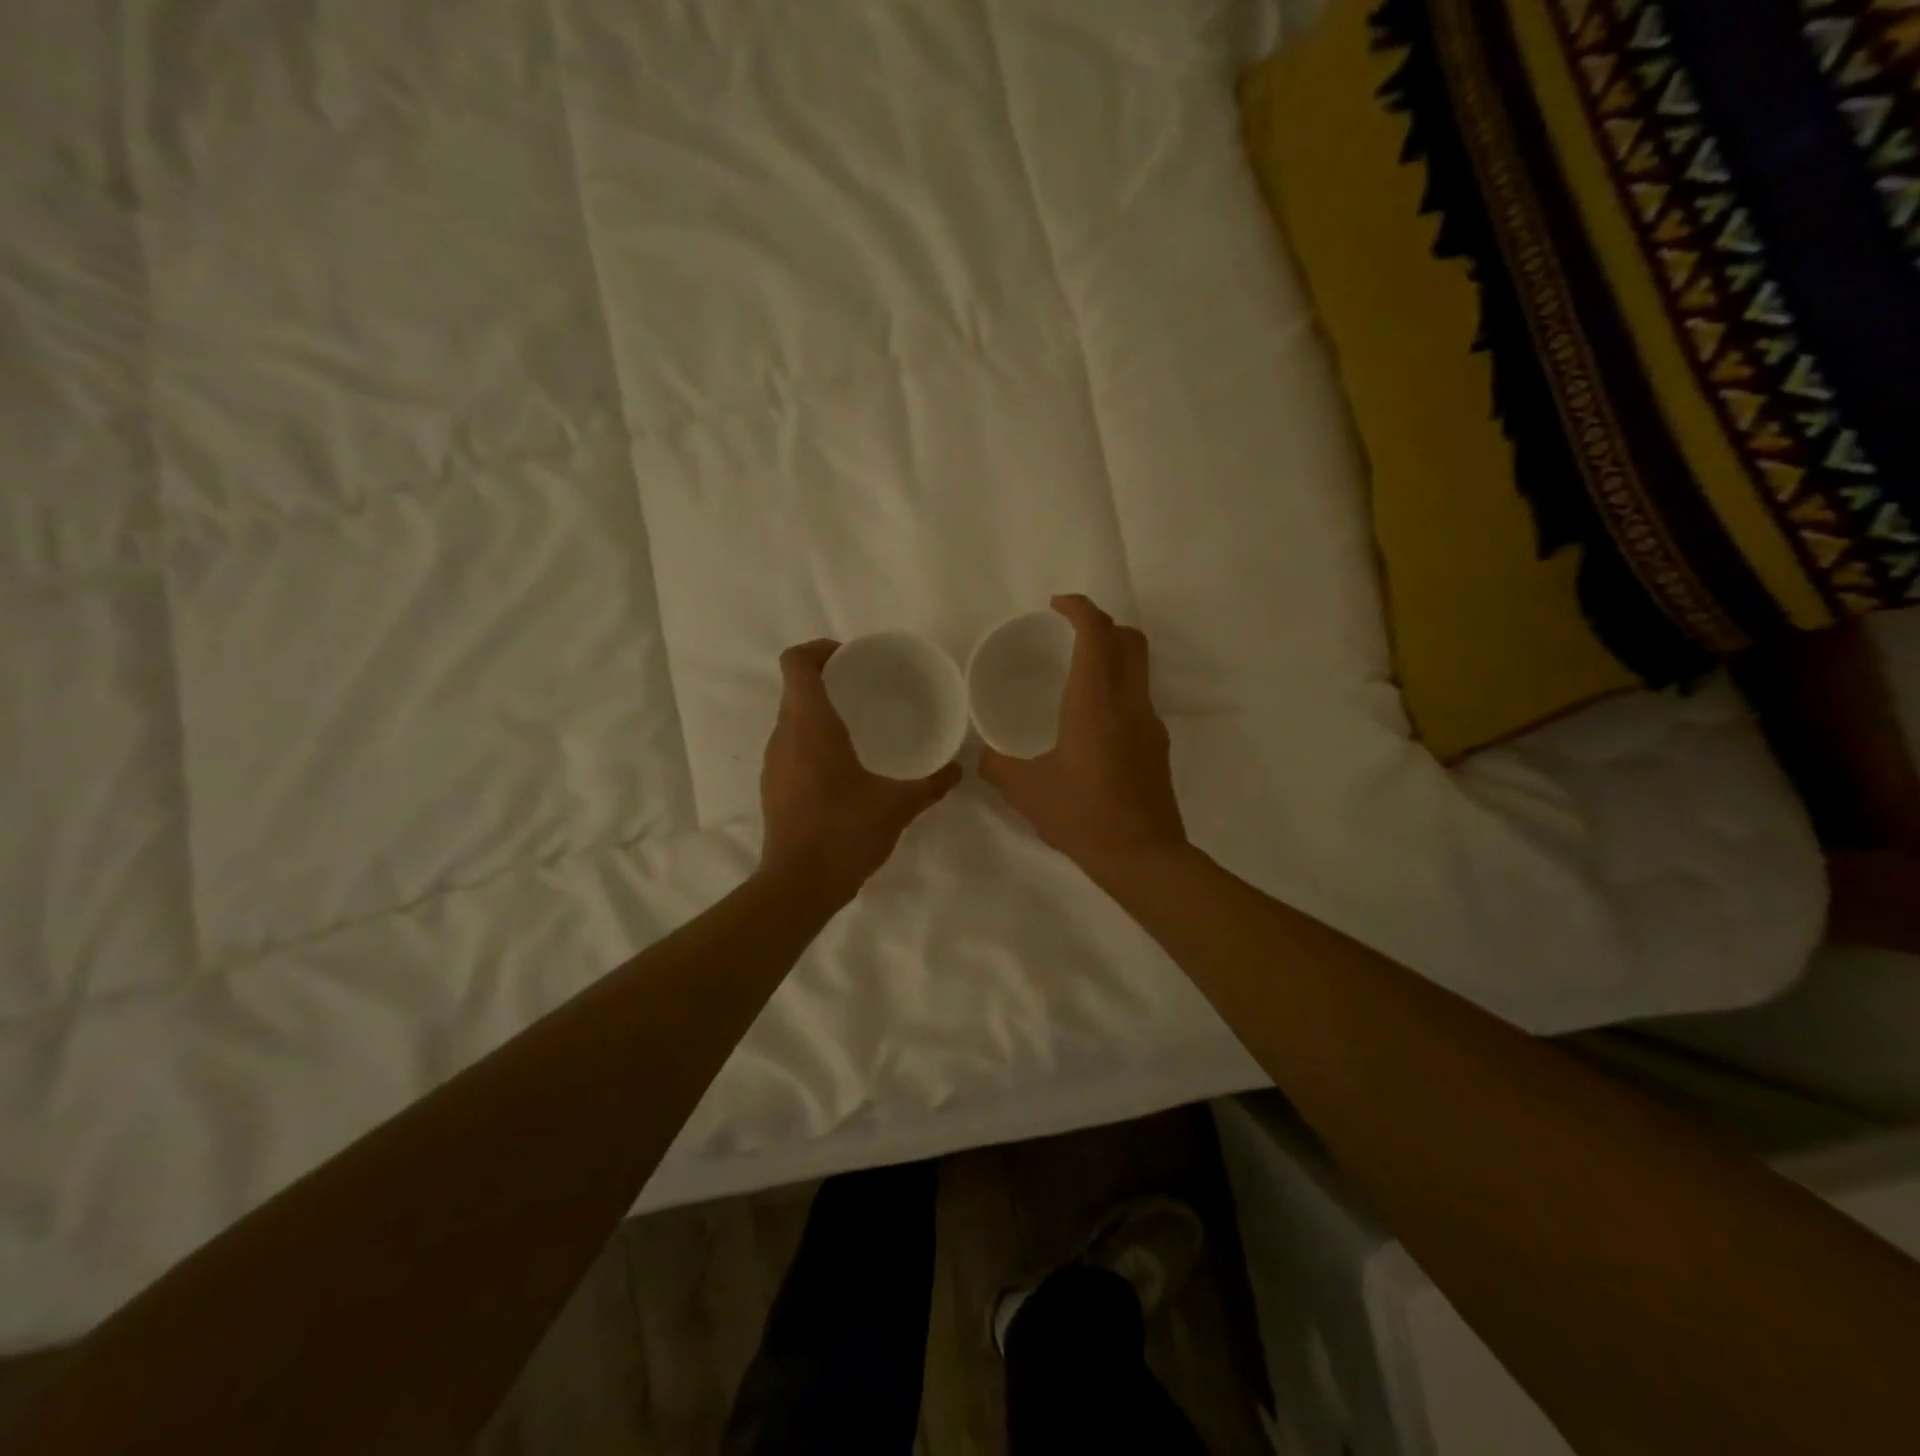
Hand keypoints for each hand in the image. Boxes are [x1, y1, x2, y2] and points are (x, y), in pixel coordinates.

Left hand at [759, 640, 961, 898]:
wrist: (799, 885)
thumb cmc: (845, 832)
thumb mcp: (898, 806)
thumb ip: (931, 784)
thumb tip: (957, 769)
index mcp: (810, 725)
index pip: (797, 663)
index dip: (818, 649)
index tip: (849, 658)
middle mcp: (784, 735)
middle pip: (796, 687)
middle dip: (827, 679)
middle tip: (865, 688)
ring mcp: (774, 762)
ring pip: (791, 718)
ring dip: (819, 711)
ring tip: (857, 725)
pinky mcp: (773, 785)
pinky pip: (790, 745)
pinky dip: (812, 740)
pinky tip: (843, 765)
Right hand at [979, 595, 1186, 878]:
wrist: (1142, 856)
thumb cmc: (1081, 816)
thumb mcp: (1025, 791)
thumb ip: (996, 765)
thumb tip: (980, 753)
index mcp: (1095, 703)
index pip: (1097, 634)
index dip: (1080, 609)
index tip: (1057, 605)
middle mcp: (1129, 703)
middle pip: (1130, 640)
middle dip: (1102, 625)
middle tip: (1069, 634)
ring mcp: (1150, 724)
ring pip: (1140, 668)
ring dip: (1114, 656)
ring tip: (1078, 674)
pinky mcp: (1158, 745)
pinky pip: (1139, 698)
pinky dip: (1118, 689)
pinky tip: (1091, 722)